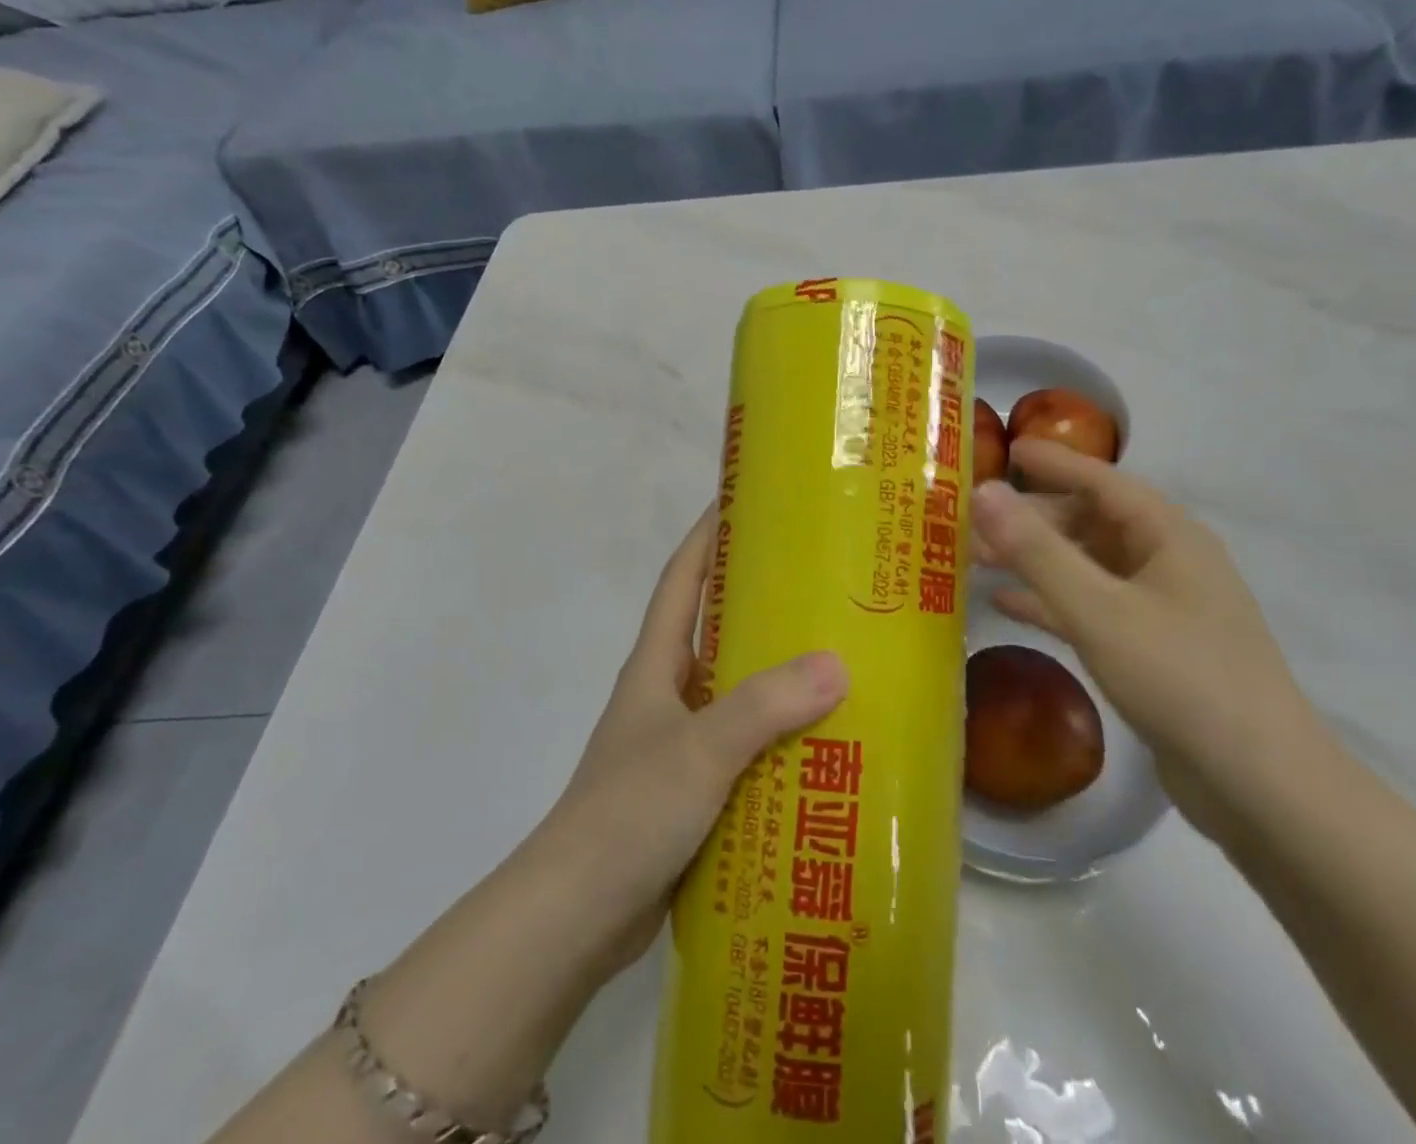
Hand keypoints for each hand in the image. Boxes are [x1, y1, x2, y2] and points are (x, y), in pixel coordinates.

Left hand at [535, 506, 847, 981]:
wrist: (576, 916)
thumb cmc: (628, 812)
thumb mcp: (700, 750)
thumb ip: (764, 706)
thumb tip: (837, 664)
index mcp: (657, 664)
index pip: (683, 579)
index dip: (708, 535)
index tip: (744, 499)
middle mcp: (667, 693)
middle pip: (716, 630)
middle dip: (760, 602)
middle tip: (823, 583)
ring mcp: (678, 743)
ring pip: (736, 691)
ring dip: (777, 675)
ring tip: (840, 659)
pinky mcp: (693, 790)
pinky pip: (744, 746)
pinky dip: (778, 738)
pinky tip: (822, 744)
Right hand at [970, 440, 1330, 838]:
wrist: (1259, 786)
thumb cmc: (1180, 678)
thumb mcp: (1098, 609)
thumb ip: (1036, 550)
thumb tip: (983, 493)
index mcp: (1168, 535)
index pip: (1101, 480)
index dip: (1052, 462)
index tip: (1005, 448)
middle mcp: (1167, 561)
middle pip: (1089, 522)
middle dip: (1032, 518)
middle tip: (972, 518)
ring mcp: (1161, 607)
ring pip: (1086, 566)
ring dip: (1035, 560)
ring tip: (976, 557)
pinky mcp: (1151, 649)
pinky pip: (1090, 608)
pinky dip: (1050, 601)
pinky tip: (1005, 604)